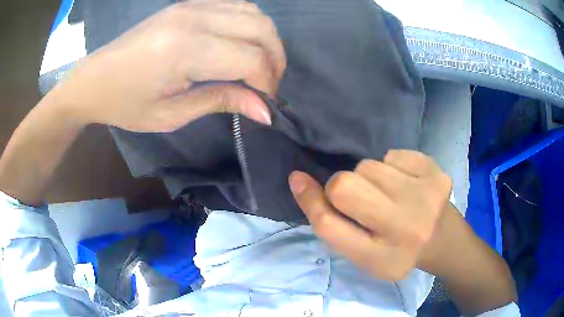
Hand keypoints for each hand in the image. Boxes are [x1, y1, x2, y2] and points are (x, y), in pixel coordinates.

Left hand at [50, 0, 285, 131]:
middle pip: (261, 30)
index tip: (265, 104)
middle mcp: (195, 18)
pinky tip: (241, 44)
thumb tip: (265, 111)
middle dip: (275, 61)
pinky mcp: (190, 3)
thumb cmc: (125, 104)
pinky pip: (237, 5)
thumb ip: (221, 102)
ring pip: (255, 13)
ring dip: (267, 40)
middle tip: (267, 85)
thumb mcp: (171, 114)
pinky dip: (251, 25)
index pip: (251, 58)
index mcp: (185, 50)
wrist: (94, 78)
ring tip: (258, 65)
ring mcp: (193, 5)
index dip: (267, 83)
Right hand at [288, 150, 451, 280]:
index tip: (298, 179)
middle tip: (359, 198)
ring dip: (367, 176)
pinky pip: (392, 154)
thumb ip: (331, 223)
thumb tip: (300, 179)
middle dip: (341, 186)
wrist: (441, 239)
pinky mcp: (436, 173)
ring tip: (385, 193)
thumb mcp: (360, 252)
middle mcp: (405, 230)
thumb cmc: (395, 250)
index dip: (309, 199)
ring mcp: (425, 198)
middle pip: (345, 186)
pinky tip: (404, 183)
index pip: (329, 225)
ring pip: (368, 165)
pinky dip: (391, 166)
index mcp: (380, 259)